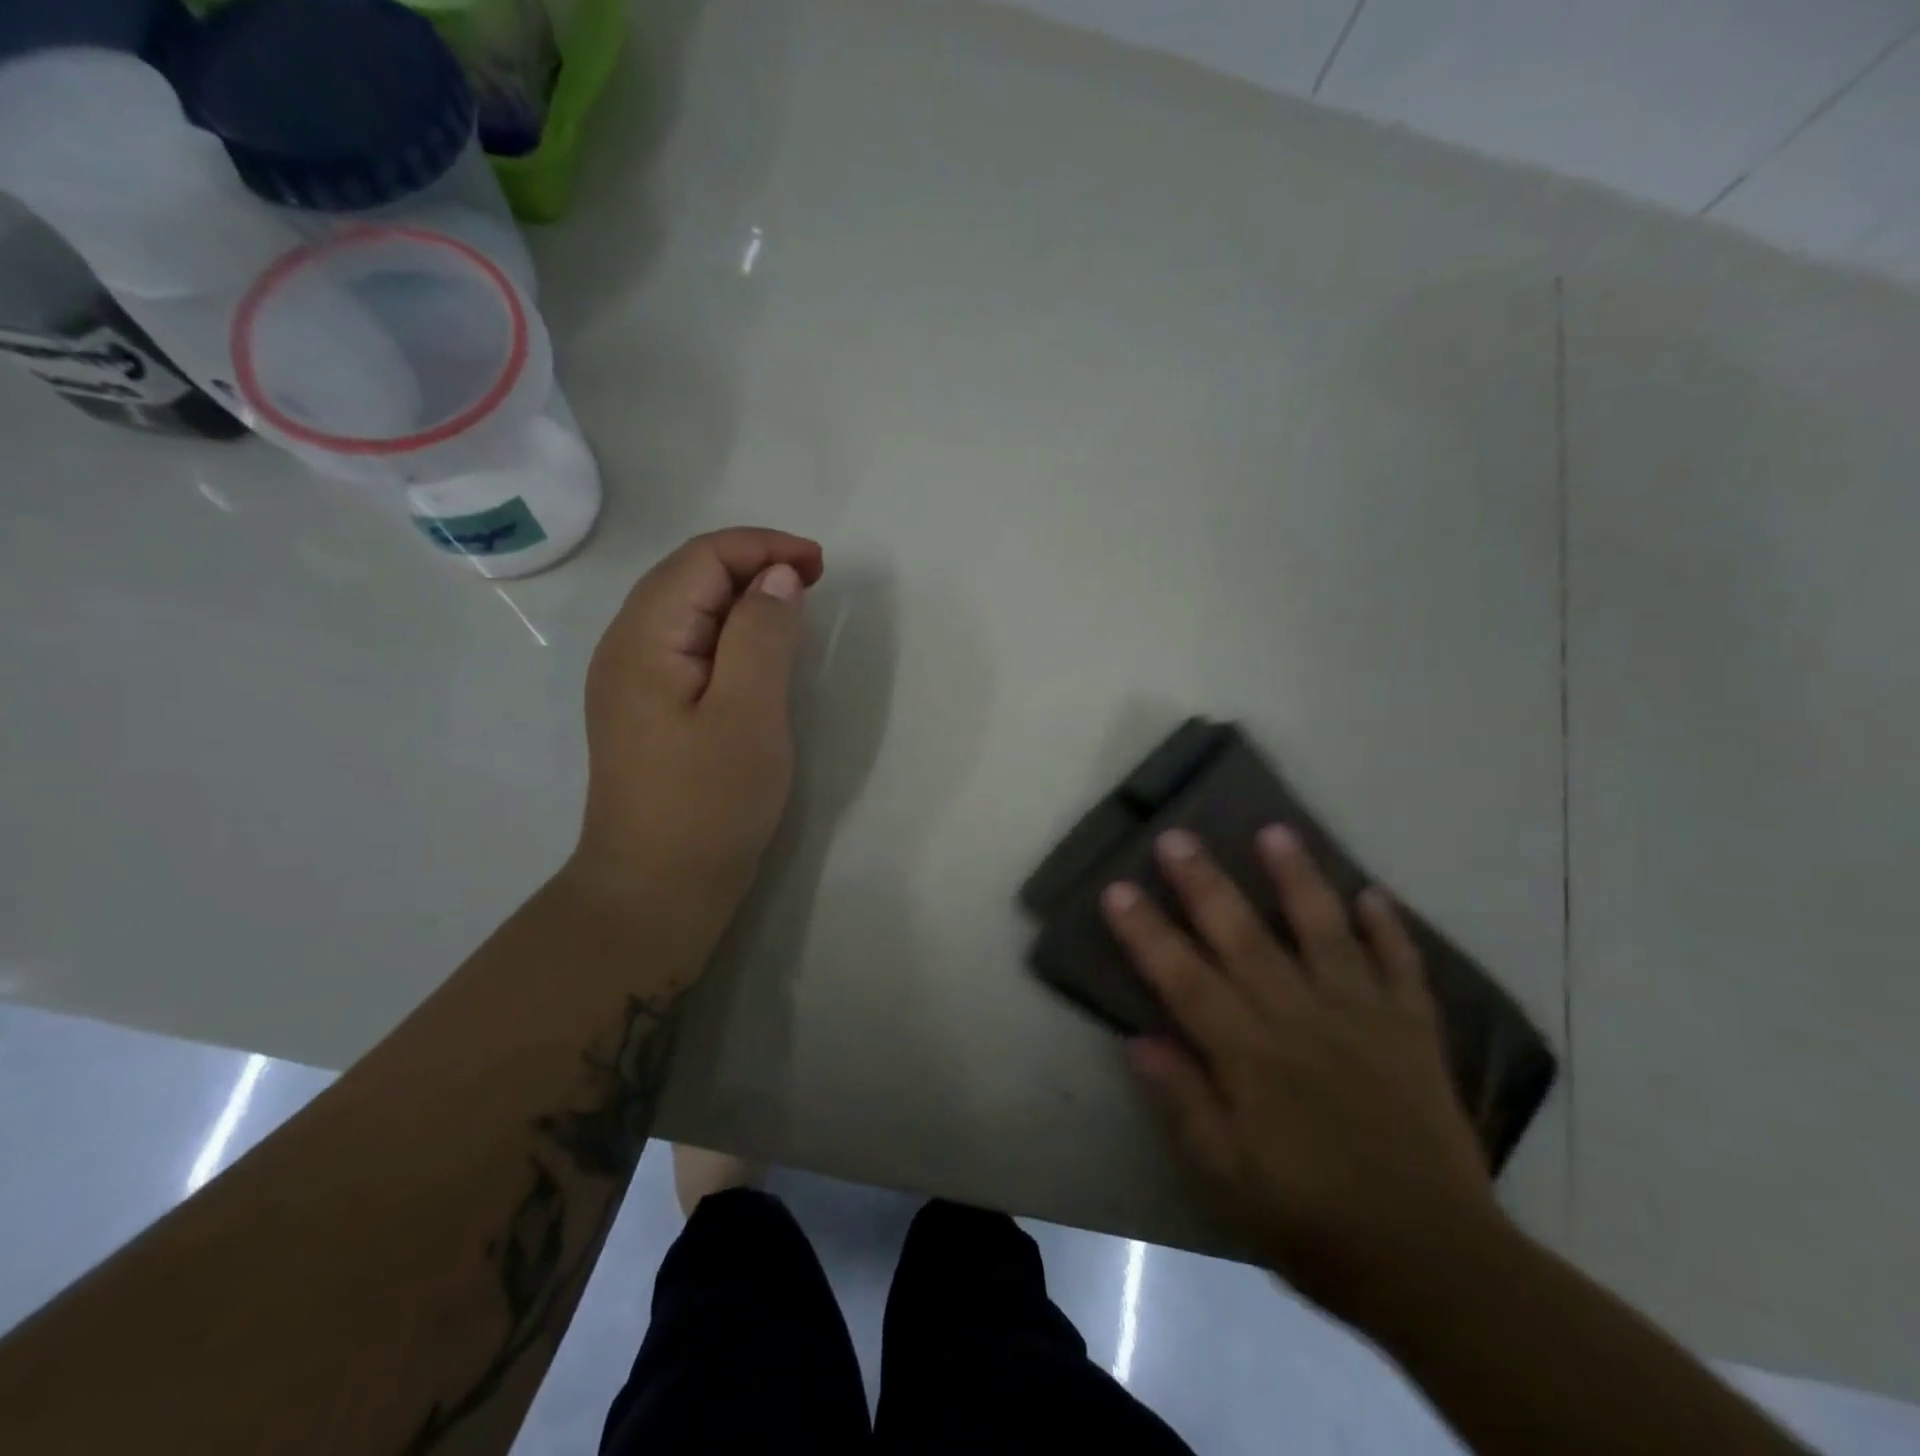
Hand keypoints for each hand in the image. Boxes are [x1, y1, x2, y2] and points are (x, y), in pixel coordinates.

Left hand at [567, 528, 824, 933]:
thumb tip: (777, 576)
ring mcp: (631, 681)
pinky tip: (756, 652)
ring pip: (687, 609)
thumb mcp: (748, 714)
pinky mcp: (647, 709)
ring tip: (793, 607)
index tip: (820, 566)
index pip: (701, 559)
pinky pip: (687, 644)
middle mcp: (626, 648)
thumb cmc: (707, 805)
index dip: (762, 547)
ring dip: (741, 594)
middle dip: (752, 562)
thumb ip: (762, 635)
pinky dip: (729, 630)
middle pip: (688, 575)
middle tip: (813, 580)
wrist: (655, 890)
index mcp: (643, 639)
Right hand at [1103, 826, 1504, 1330]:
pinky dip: (1388, 929)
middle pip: (1244, 938)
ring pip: (1324, 933)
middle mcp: (1302, 1020)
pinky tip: (1373, 894)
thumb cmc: (1314, 1223)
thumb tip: (1138, 1039)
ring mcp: (1363, 1019)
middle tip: (1177, 836)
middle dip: (1205, 884)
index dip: (1147, 932)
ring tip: (1276, 832)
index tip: (1117, 889)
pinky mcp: (1413, 1032)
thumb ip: (1184, 1103)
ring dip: (1298, 879)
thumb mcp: (1228, 1180)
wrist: (1438, 1266)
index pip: (1184, 979)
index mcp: (1251, 1057)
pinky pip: (1401, 968)